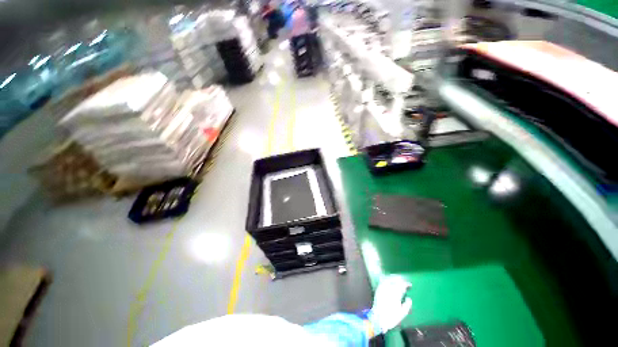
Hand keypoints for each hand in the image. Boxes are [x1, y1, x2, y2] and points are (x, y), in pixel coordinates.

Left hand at [368, 275, 411, 333]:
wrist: (378, 319)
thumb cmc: (391, 318)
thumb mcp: (402, 314)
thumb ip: (407, 305)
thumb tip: (409, 298)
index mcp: (395, 294)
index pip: (402, 285)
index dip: (406, 284)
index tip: (410, 285)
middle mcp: (388, 289)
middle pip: (395, 280)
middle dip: (400, 280)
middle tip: (404, 281)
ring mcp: (382, 288)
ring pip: (388, 279)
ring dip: (393, 278)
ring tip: (397, 279)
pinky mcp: (378, 290)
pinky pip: (383, 281)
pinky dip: (387, 279)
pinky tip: (389, 280)